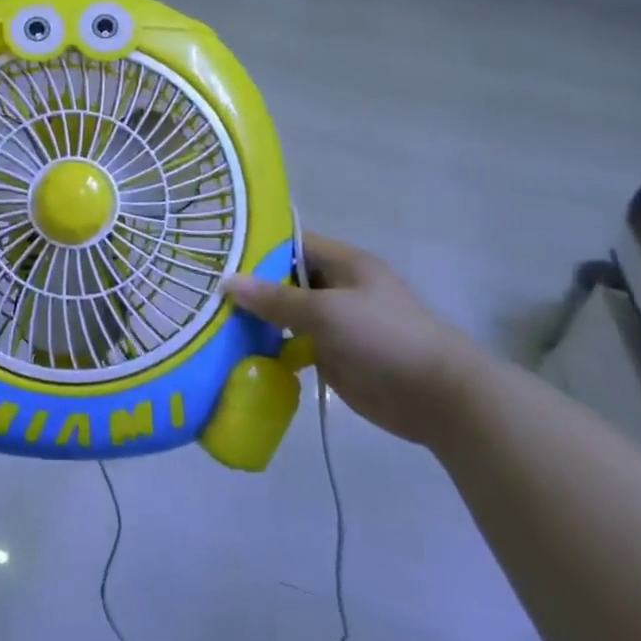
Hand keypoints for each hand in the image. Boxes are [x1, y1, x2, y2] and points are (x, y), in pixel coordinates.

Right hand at [225, 232, 482, 445]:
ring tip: (209, 320)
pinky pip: (291, 345)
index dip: (256, 245)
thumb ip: (276, 298)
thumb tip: (227, 282)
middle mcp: (336, 287)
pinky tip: (236, 353)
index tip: (216, 253)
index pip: (291, 243)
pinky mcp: (331, 355)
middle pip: (284, 279)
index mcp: (343, 263)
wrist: (437, 397)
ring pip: (285, 314)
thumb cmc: (384, 337)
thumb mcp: (327, 311)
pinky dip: (269, 348)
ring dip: (256, 319)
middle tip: (203, 290)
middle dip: (249, 285)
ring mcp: (334, 323)